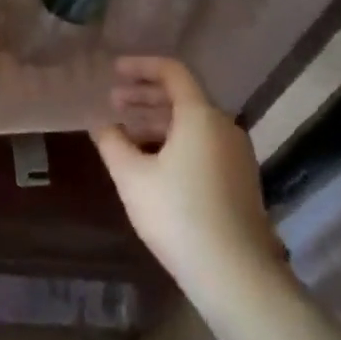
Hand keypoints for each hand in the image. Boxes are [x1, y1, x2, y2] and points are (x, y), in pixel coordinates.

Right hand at [92, 57, 287, 298]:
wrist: (235, 273)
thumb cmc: (177, 215)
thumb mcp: (131, 177)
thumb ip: (112, 142)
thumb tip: (101, 124)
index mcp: (200, 116)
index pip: (172, 72)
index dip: (140, 66)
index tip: (113, 71)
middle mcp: (224, 126)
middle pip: (183, 96)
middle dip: (145, 95)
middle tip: (113, 101)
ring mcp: (236, 154)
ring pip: (192, 123)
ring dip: (157, 120)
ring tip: (126, 132)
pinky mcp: (240, 178)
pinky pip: (203, 143)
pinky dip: (175, 139)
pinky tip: (152, 160)